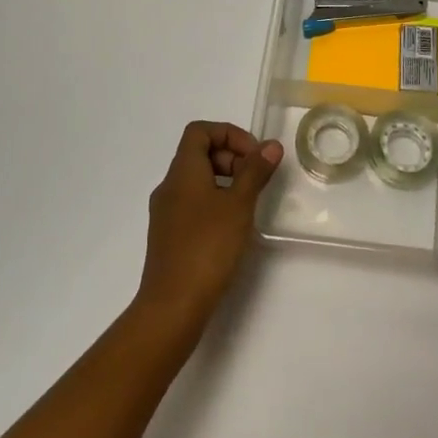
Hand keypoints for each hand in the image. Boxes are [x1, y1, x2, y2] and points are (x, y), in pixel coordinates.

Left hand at [134, 121, 284, 336]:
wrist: (172, 306)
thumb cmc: (207, 247)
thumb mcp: (239, 205)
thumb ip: (255, 172)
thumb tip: (270, 145)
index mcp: (182, 172)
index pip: (199, 131)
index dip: (229, 134)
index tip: (254, 155)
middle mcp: (169, 187)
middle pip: (199, 154)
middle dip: (231, 158)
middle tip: (256, 179)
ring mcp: (166, 213)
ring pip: (197, 180)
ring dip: (225, 181)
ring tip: (248, 204)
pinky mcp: (169, 236)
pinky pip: (193, 204)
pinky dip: (215, 203)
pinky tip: (232, 227)